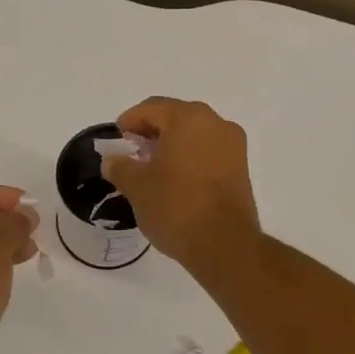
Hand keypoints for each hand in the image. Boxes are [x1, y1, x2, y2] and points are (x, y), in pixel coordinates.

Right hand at [102, 98, 259, 276]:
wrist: (224, 244)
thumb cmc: (175, 207)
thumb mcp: (137, 186)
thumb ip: (120, 166)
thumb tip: (113, 160)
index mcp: (188, 118)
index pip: (152, 108)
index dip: (130, 120)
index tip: (117, 138)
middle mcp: (215, 123)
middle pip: (176, 117)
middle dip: (152, 131)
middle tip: (133, 150)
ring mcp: (233, 145)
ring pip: (195, 134)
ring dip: (173, 144)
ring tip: (152, 167)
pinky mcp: (241, 167)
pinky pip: (209, 151)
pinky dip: (190, 157)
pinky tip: (175, 178)